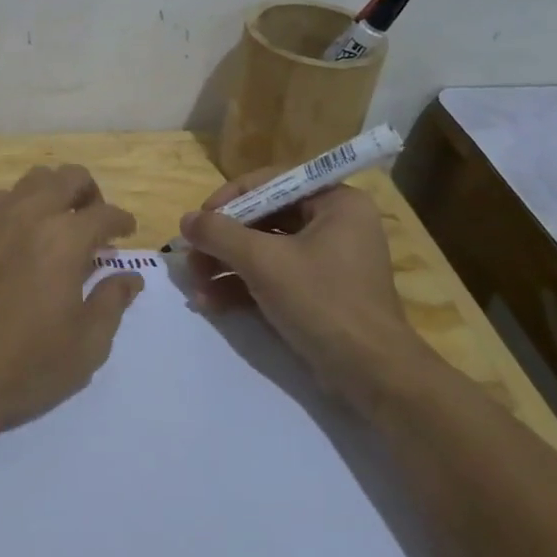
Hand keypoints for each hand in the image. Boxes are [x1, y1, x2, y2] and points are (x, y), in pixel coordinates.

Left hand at [0, 164, 144, 435]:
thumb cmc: (24, 367)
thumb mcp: (86, 346)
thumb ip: (112, 303)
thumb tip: (129, 277)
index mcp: (64, 240)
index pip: (105, 214)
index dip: (122, 222)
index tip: (126, 234)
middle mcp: (29, 215)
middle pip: (69, 177)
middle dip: (91, 195)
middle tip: (95, 225)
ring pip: (33, 180)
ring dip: (54, 194)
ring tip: (58, 227)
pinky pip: (1, 198)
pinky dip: (21, 205)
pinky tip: (21, 238)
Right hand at [178, 173, 414, 386]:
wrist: (371, 374)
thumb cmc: (322, 302)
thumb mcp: (264, 262)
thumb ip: (220, 234)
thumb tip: (186, 219)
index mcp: (335, 202)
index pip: (272, 183)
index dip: (229, 199)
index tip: (199, 222)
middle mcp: (334, 224)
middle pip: (264, 218)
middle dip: (223, 241)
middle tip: (191, 258)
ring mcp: (327, 261)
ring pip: (264, 250)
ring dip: (226, 266)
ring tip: (195, 286)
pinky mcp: (318, 293)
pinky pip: (273, 277)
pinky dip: (243, 287)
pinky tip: (211, 302)